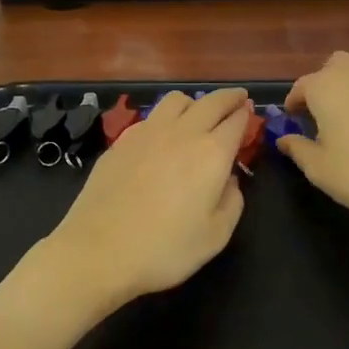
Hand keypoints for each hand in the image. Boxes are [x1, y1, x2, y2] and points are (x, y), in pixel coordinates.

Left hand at [46, 87, 251, 312]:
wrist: (98, 251)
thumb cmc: (164, 249)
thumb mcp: (215, 236)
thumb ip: (232, 202)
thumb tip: (229, 180)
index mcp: (212, 153)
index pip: (236, 121)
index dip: (246, 115)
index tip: (250, 112)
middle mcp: (182, 133)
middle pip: (211, 101)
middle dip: (228, 97)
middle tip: (237, 98)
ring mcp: (148, 133)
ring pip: (177, 100)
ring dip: (194, 102)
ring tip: (198, 114)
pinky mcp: (122, 141)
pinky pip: (151, 117)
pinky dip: (166, 118)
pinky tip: (162, 136)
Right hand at [278, 52, 348, 222]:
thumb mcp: (318, 168)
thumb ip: (297, 149)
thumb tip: (284, 139)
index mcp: (324, 88)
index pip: (300, 87)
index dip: (292, 104)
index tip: (291, 122)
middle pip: (332, 66)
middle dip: (321, 83)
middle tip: (316, 113)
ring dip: (343, 90)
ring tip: (339, 123)